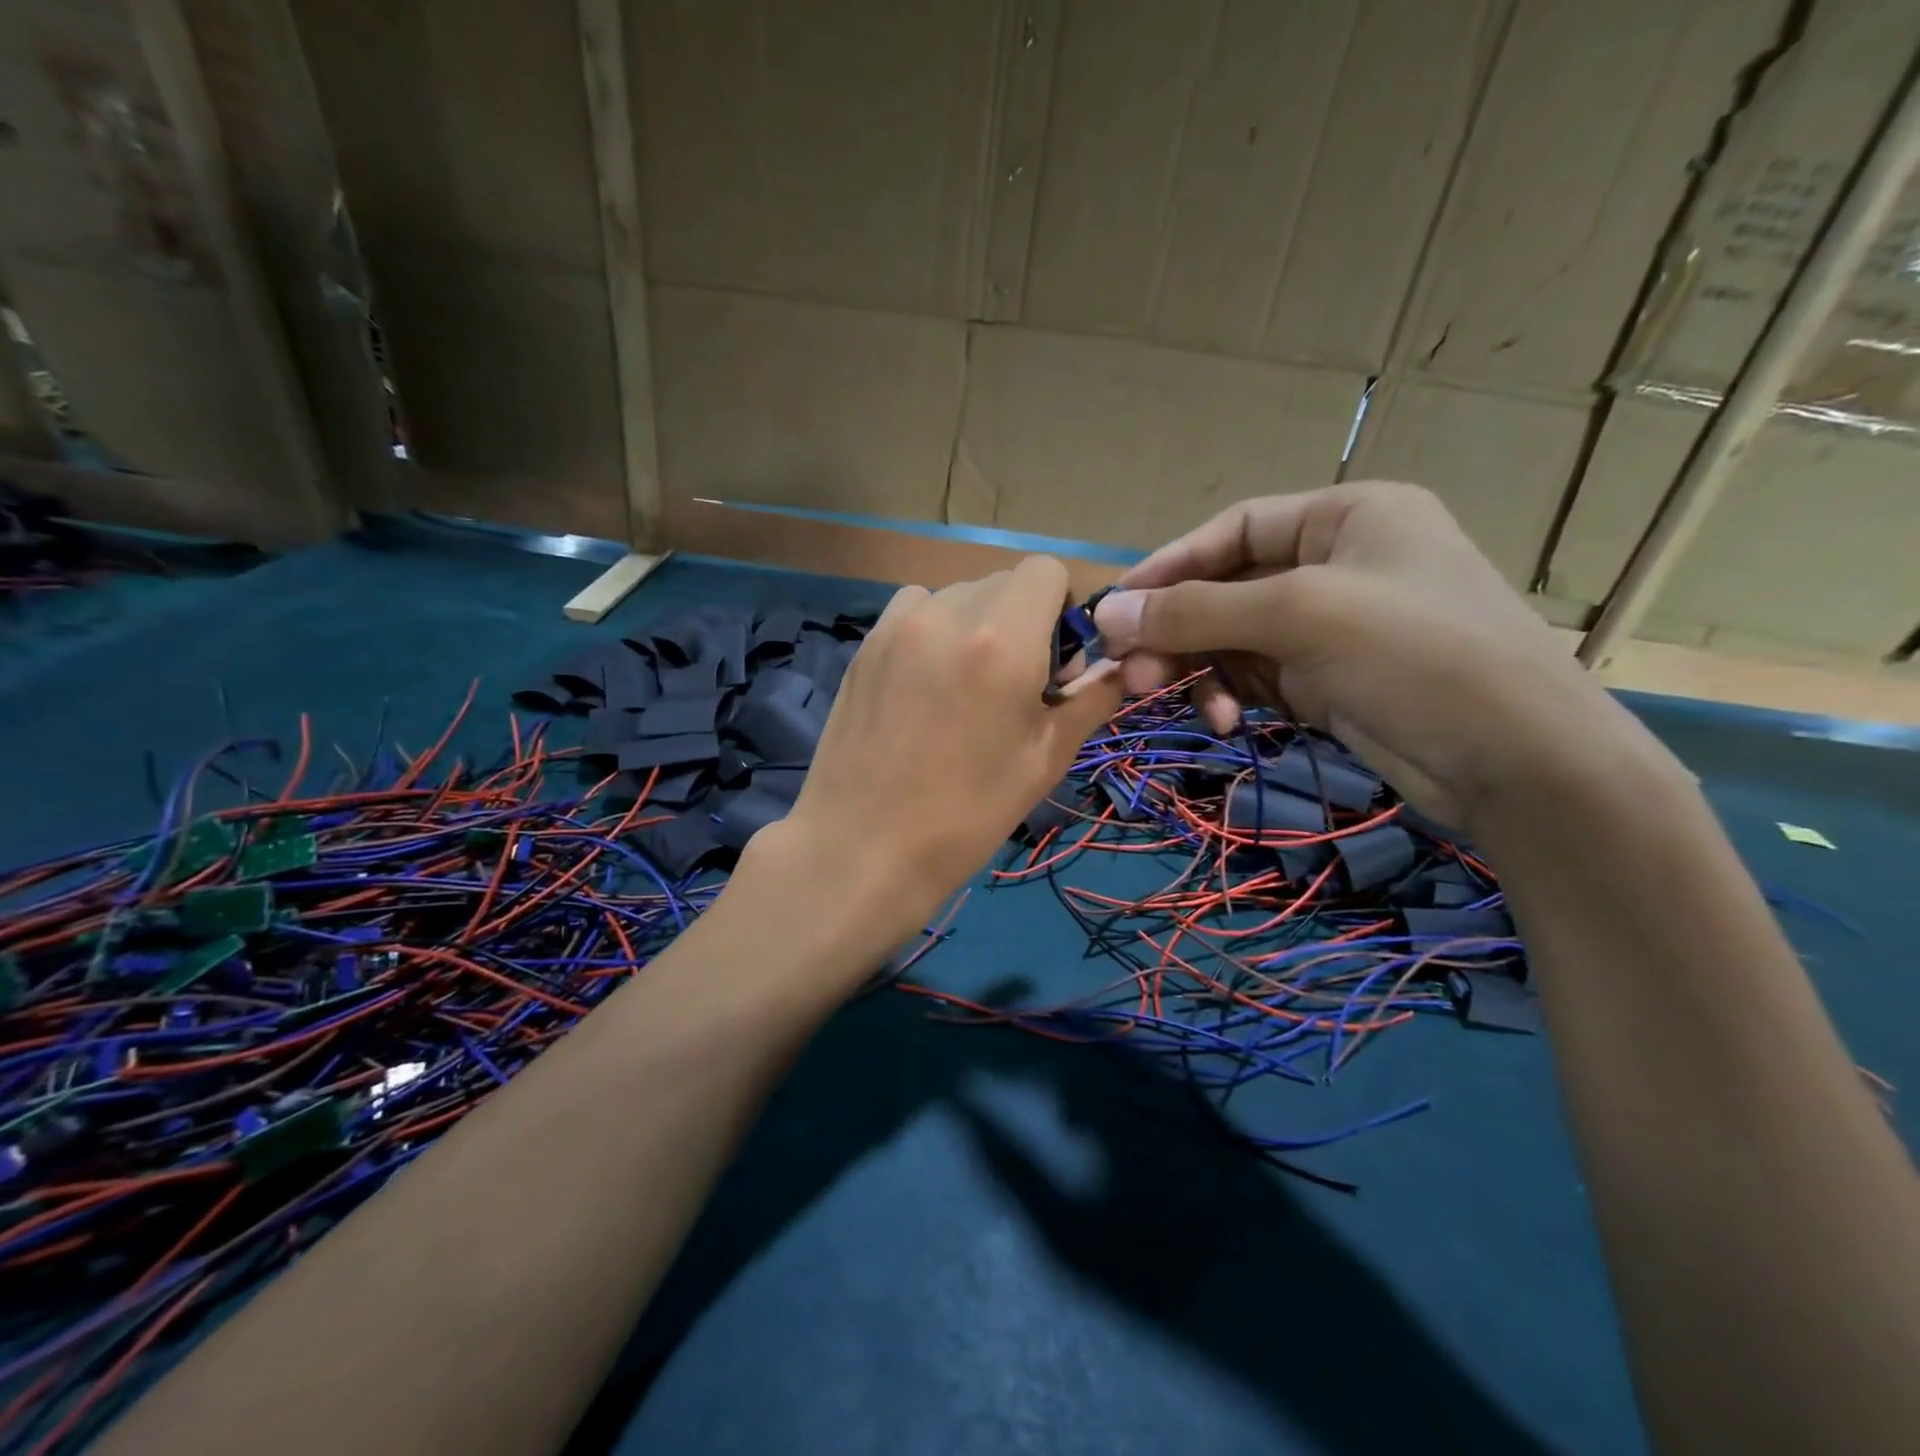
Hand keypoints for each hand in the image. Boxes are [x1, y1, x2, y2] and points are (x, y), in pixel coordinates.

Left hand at [765, 556, 1121, 943]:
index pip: (1046, 570)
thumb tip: (1118, 666)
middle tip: (1014, 686)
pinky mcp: (865, 645)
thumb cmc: (968, 812)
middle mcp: (947, 612)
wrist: (864, 847)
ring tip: (965, 686)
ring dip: (976, 624)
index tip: (1055, 662)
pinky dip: (934, 631)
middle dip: (1023, 620)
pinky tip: (925, 686)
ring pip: (957, 595)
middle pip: (1003, 582)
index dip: (1061, 608)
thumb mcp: (1046, 758)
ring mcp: (897, 625)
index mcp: (1002, 637)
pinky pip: (915, 611)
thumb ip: (1091, 698)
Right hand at [1092, 483, 1641, 829]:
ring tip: (1187, 707)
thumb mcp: (1299, 616)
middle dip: (1179, 631)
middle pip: (1227, 587)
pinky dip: (1231, 694)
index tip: (1114, 608)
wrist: (1519, 761)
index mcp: (1345, 516)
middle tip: (1133, 674)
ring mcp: (1334, 625)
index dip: (1169, 565)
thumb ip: (1196, 611)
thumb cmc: (1414, 654)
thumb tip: (1106, 612)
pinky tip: (1227, 720)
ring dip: (1201, 669)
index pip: (1233, 528)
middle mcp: (1337, 563)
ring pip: (1235, 637)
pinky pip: (1255, 676)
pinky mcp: (1329, 680)